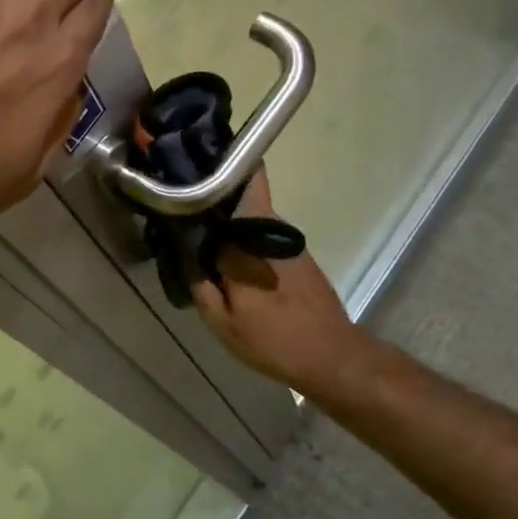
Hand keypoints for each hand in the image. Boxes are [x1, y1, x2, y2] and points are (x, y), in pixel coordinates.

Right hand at [190, 171, 369, 396]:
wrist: (335, 359)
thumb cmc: (274, 339)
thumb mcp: (222, 322)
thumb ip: (199, 283)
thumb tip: (184, 252)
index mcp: (250, 236)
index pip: (244, 181)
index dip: (218, 166)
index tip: (191, 159)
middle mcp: (271, 228)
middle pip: (242, 193)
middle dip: (214, 191)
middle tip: (182, 199)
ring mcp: (287, 240)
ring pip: (249, 215)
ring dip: (226, 218)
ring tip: (196, 228)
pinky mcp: (297, 255)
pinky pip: (260, 234)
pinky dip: (241, 237)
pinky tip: (224, 256)